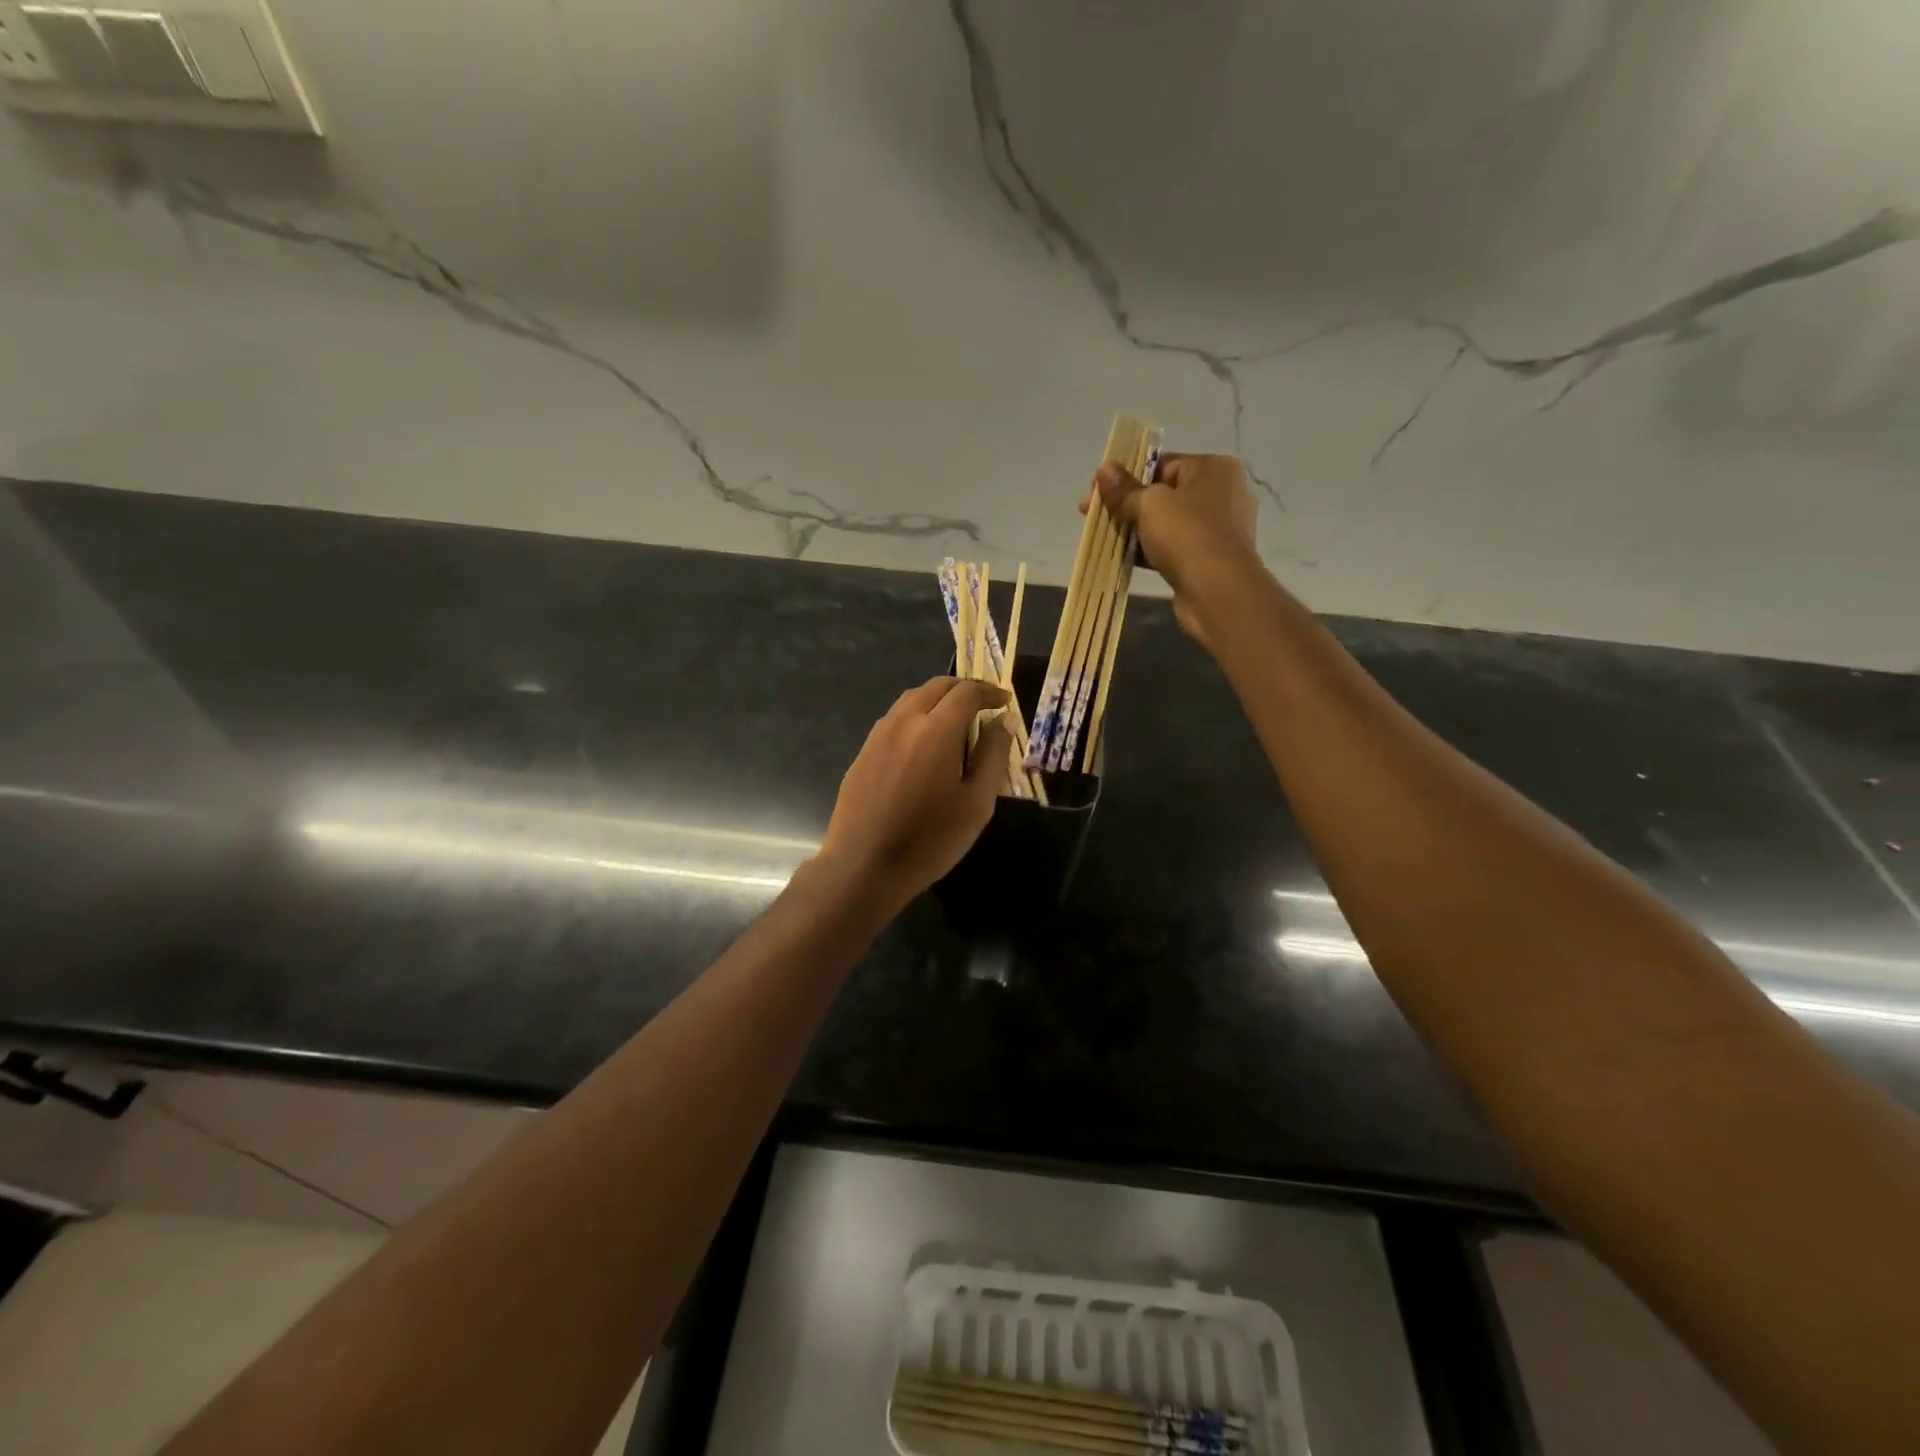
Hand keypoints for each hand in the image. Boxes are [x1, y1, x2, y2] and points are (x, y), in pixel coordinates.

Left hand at [820, 676, 1012, 906]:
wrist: (864, 866)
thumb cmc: (929, 840)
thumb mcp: (976, 804)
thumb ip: (992, 756)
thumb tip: (1002, 722)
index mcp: (936, 730)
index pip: (967, 692)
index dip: (990, 691)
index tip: (1004, 702)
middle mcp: (904, 722)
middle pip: (936, 687)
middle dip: (964, 688)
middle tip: (984, 703)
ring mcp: (878, 735)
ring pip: (911, 699)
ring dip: (938, 698)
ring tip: (956, 718)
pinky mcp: (863, 752)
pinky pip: (894, 719)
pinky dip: (917, 715)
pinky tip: (924, 741)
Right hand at [1082, 452, 1261, 648]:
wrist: (1219, 592)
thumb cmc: (1187, 536)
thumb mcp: (1149, 505)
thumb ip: (1124, 488)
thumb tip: (1104, 468)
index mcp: (1214, 468)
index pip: (1162, 464)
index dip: (1125, 477)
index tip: (1096, 494)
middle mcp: (1223, 493)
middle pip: (1164, 494)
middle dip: (1128, 506)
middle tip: (1096, 518)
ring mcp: (1219, 529)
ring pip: (1168, 523)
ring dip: (1138, 531)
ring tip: (1108, 540)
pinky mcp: (1211, 558)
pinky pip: (1174, 547)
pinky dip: (1152, 551)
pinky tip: (1126, 559)